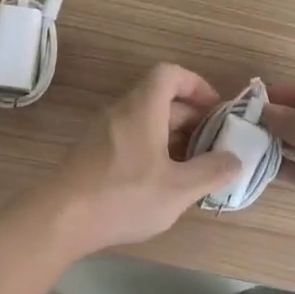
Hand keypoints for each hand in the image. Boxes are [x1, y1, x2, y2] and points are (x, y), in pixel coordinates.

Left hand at [40, 63, 241, 257]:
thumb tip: (235, 160)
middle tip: (211, 145)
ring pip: (145, 120)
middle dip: (190, 117)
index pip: (170, 74)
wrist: (59, 219)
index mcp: (143, 108)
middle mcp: (121, 111)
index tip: (215, 109)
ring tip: (191, 167)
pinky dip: (151, 149)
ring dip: (171, 136)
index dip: (196, 84)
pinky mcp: (91, 153)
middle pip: (160, 98)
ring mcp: (102, 131)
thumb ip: (211, 172)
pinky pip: (129, 137)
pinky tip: (160, 181)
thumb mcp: (178, 189)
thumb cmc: (123, 196)